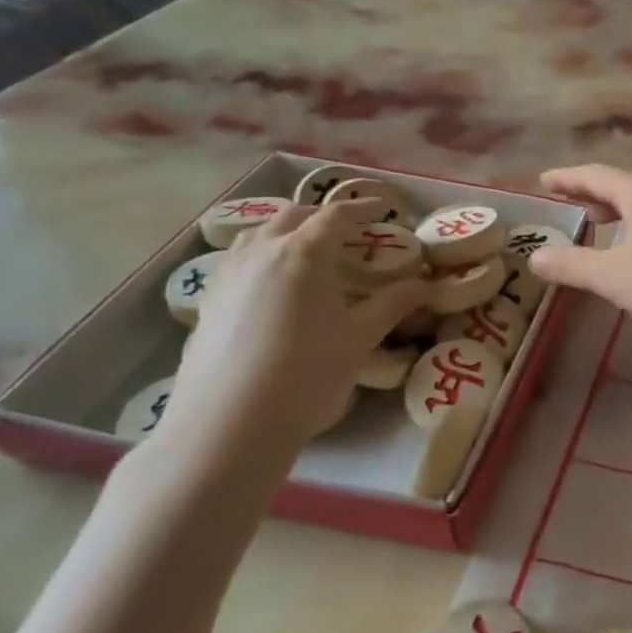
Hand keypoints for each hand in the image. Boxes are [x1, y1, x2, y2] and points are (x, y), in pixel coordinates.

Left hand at [164, 199, 428, 458]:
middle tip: (348, 231)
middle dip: (323, 216)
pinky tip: (270, 283)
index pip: (336, 216)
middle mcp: (262, 252)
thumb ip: (393, 304)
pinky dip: (260, 255)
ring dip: (287, 231)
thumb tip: (424, 285)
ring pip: (258, 233)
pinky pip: (237, 260)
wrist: (229, 423)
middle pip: (294, 216)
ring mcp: (228, 275)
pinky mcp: (208, 302)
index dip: (363, 208)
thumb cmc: (307, 373)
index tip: (383, 209)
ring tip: (306, 250)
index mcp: (304, 253)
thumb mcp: (360, 338)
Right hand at [528, 164, 631, 343]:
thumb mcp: (612, 277)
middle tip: (564, 198)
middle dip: (590, 191)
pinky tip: (631, 247)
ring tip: (594, 219)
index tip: (544, 181)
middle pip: (620, 185)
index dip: (567, 178)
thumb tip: (535, 256)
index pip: (596, 176)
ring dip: (613, 208)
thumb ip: (572, 265)